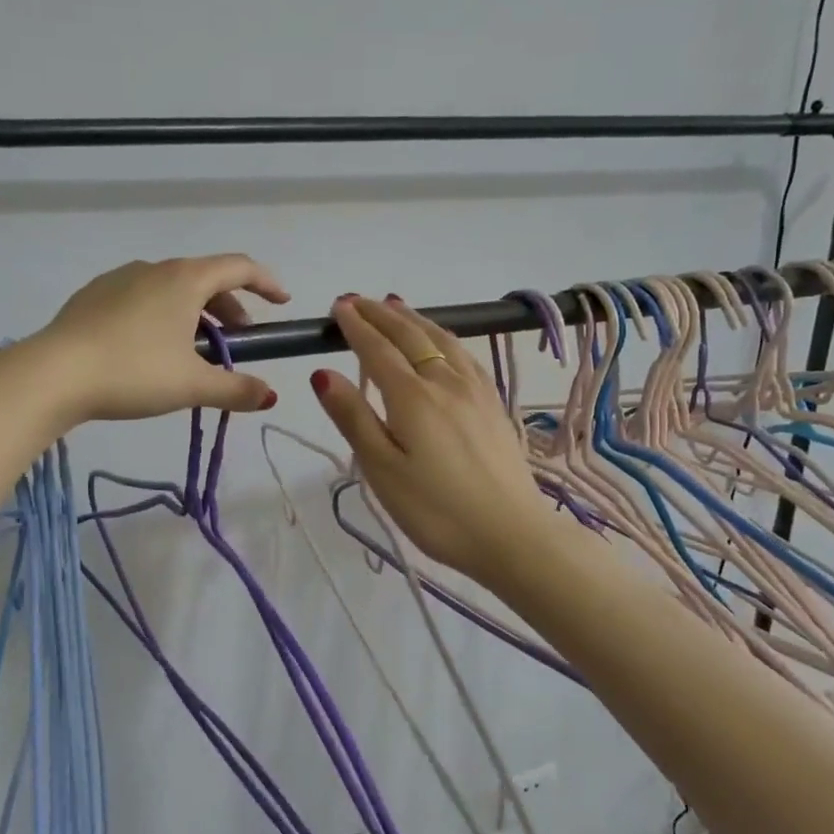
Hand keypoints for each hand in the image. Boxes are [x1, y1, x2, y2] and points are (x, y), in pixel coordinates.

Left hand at [36, 254, 289, 422]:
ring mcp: (119, 279)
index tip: (281, 303)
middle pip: (206, 279)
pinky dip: (162, 315)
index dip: (267, 283)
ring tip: (194, 350)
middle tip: (238, 341)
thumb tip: (270, 397)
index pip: (239, 267)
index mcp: (185, 279)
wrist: (53, 374)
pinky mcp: (93, 296)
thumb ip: (237, 390)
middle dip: (230, 307)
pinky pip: (142, 298)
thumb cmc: (133, 372)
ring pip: (172, 289)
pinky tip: (150, 350)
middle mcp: (154, 268)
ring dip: (195, 313)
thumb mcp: (192, 386)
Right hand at [310, 295, 556, 584]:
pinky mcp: (494, 404)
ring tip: (395, 305)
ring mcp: (475, 391)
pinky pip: (463, 355)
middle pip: (410, 337)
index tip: (337, 307)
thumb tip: (322, 373)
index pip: (377, 350)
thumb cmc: (436, 510)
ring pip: (441, 340)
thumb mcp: (382, 470)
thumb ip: (353, 418)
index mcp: (412, 398)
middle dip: (380, 314)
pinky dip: (443, 336)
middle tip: (357, 300)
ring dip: (413, 319)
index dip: (355, 326)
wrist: (512, 534)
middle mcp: (445, 383)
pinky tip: (442, 341)